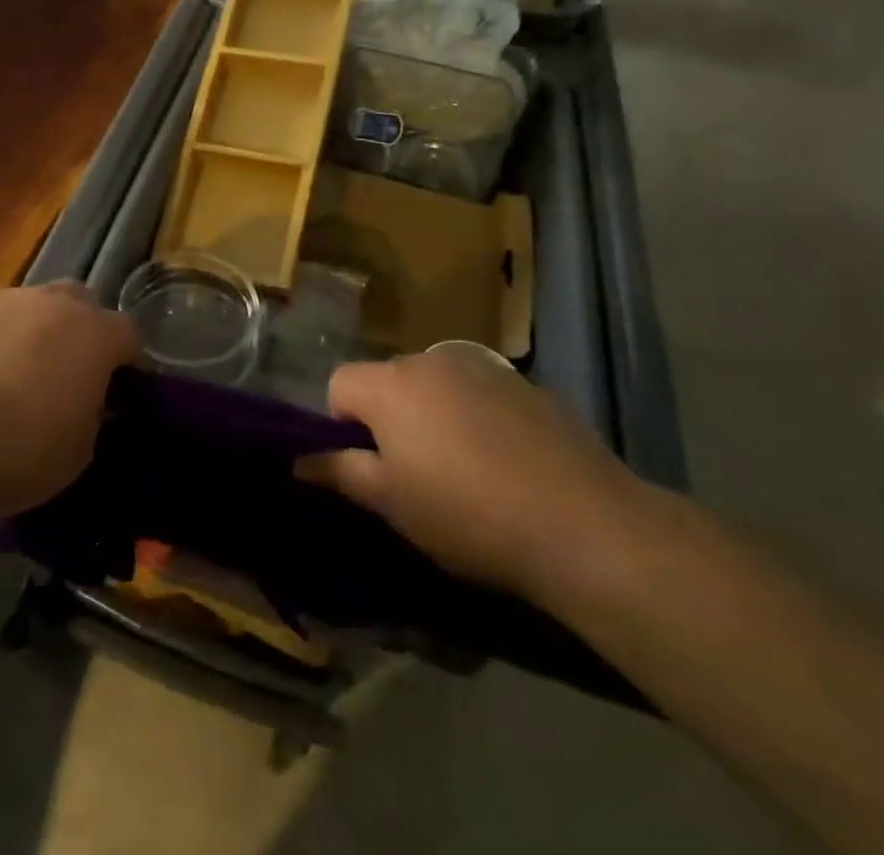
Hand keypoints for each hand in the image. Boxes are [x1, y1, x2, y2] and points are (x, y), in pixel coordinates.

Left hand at [0, 283, 136, 517]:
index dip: (126, 359)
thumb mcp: (78, 450)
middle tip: (67, 371)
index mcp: (93, 334)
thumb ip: (90, 414)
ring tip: (11, 377)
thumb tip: (85, 401)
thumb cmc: (18, 453)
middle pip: (79, 301)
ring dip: (30, 332)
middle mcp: (50, 304)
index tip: (117, 386)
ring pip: (28, 307)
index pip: (128, 332)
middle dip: (80, 329)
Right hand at [299, 342, 643, 598]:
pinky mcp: (525, 384)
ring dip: (432, 416)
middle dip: (389, 418)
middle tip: (414, 474)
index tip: (369, 467)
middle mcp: (430, 360)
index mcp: (390, 384)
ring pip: (433, 386)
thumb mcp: (391, 503)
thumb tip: (298, 460)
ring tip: (463, 470)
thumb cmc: (467, 514)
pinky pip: (477, 393)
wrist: (584, 524)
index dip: (341, 425)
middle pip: (387, 381)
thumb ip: (339, 472)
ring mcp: (482, 367)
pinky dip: (475, 417)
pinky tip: (504, 462)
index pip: (338, 383)